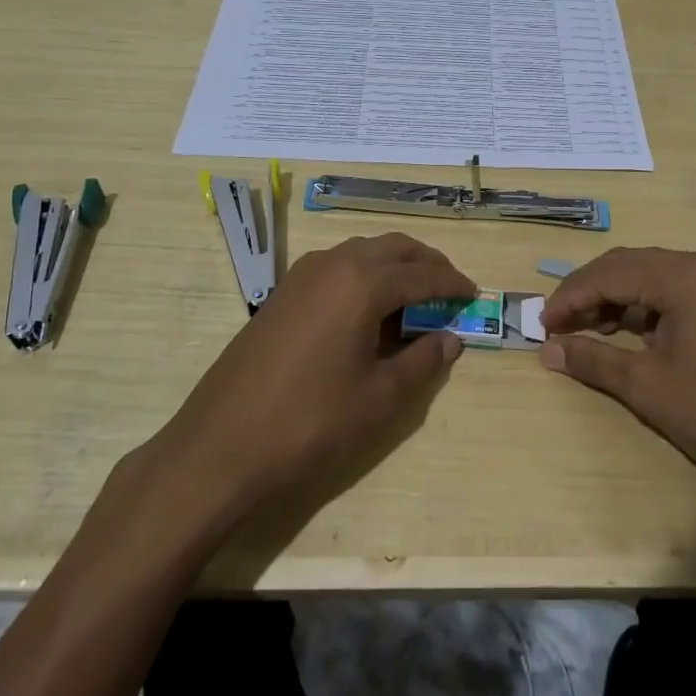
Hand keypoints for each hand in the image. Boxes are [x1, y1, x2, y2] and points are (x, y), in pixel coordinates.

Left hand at [148, 233, 473, 516]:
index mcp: (362, 282)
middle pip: (393, 248)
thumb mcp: (380, 398)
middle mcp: (333, 264)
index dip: (453, 284)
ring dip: (393, 265)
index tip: (474, 295)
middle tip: (448, 289)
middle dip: (426, 263)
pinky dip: (363, 274)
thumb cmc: (311, 423)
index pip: (423, 273)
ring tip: (413, 298)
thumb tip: (451, 338)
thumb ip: (422, 361)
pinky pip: (335, 267)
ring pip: (361, 252)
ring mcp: (301, 276)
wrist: (221, 446)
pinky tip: (367, 309)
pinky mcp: (282, 294)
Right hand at [538, 247, 695, 501]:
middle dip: (590, 294)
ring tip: (588, 332)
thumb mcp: (649, 388)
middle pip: (631, 266)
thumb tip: (547, 350)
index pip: (611, 272)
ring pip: (653, 277)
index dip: (570, 296)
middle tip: (558, 326)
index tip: (541, 324)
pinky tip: (630, 334)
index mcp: (687, 274)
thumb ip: (594, 359)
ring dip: (617, 301)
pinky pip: (677, 292)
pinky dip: (647, 309)